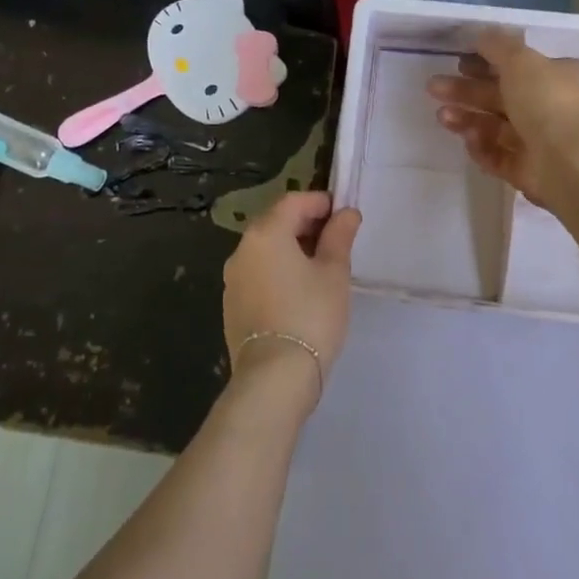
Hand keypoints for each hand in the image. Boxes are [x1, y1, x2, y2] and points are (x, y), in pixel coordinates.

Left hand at [222, 191, 359, 404]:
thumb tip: (346, 213)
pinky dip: (278, 270)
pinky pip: (258, 273)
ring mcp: (232, 278)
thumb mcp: (334, 272)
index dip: (321, 202)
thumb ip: (339, 236)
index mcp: (265, 233)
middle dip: (306, 224)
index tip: (345, 215)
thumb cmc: (310, 315)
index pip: (294, 201)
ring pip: (266, 249)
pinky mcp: (231, 304)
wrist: (274, 377)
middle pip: (276, 222)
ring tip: (321, 267)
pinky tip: (299, 291)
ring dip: (292, 248)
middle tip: (337, 240)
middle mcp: (242, 249)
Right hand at [427, 29, 578, 207]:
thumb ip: (499, 46)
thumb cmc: (549, 101)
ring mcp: (540, 142)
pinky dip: (482, 147)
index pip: (520, 67)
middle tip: (434, 87)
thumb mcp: (522, 60)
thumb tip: (482, 34)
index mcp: (560, 77)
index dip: (487, 62)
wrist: (570, 162)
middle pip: (502, 97)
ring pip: (496, 127)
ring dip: (467, 119)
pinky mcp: (527, 171)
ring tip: (442, 116)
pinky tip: (469, 140)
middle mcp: (552, 108)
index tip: (459, 62)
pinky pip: (498, 156)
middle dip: (467, 91)